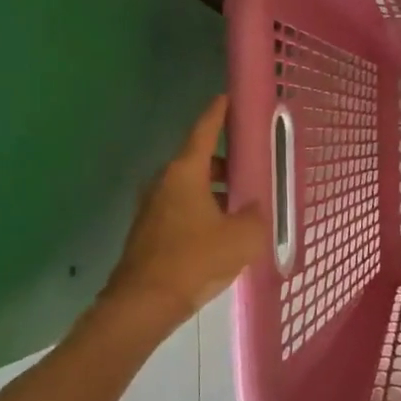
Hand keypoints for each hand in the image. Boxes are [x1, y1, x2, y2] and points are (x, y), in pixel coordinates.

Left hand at [105, 96, 264, 318]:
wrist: (144, 303)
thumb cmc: (195, 260)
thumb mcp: (242, 237)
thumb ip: (255, 216)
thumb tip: (253, 209)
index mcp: (185, 173)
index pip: (203, 131)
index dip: (217, 113)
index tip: (227, 97)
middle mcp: (163, 183)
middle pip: (197, 161)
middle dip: (225, 162)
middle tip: (251, 170)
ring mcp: (152, 208)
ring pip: (189, 188)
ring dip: (214, 191)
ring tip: (241, 207)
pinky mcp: (148, 232)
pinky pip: (181, 210)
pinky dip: (202, 211)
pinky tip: (221, 233)